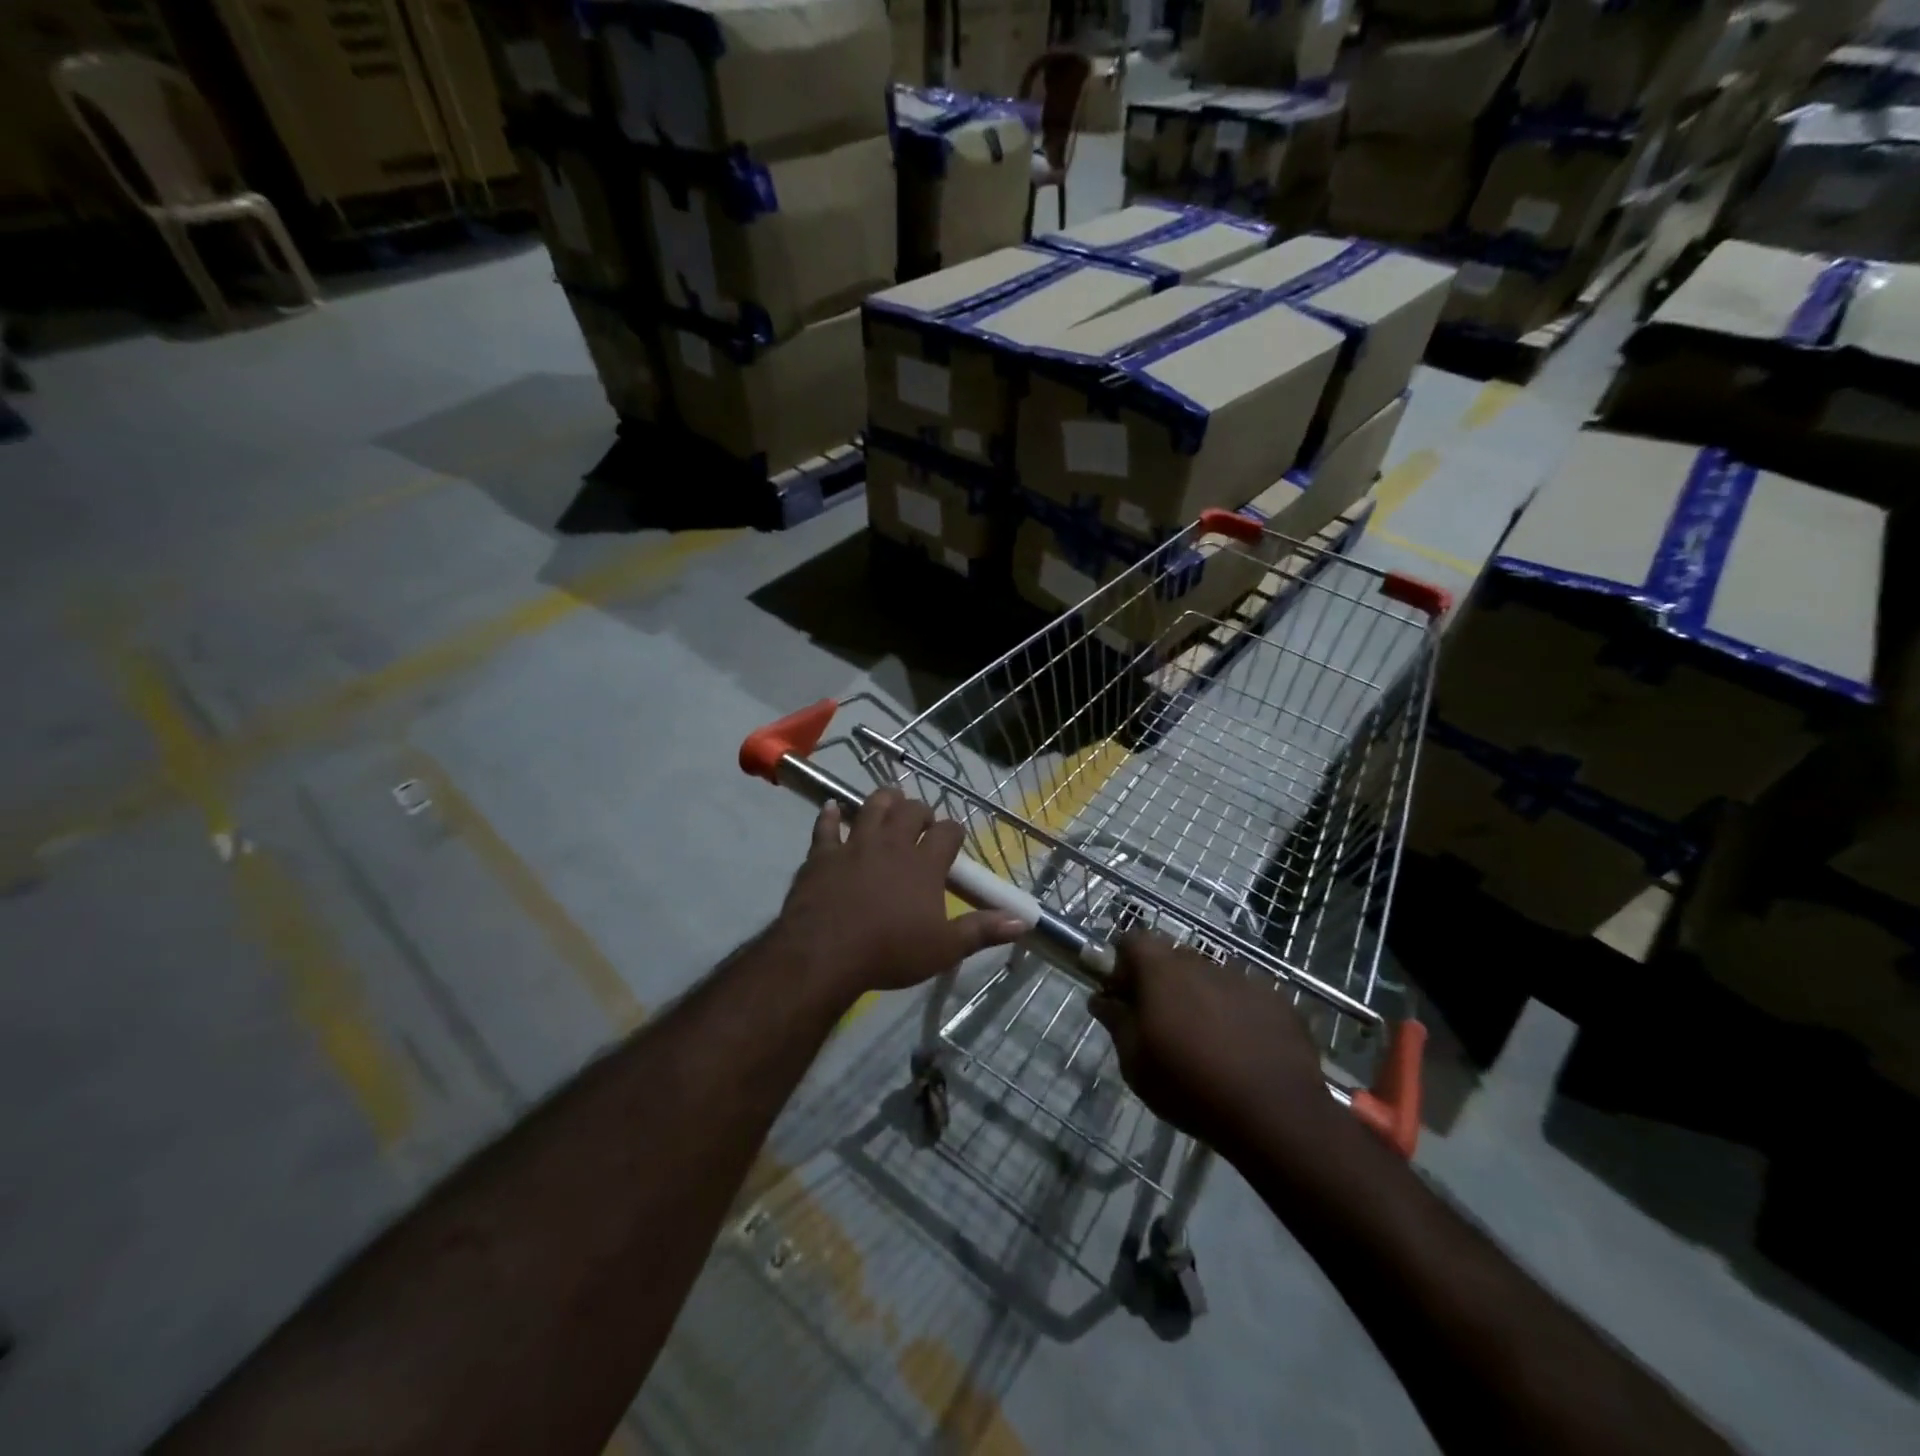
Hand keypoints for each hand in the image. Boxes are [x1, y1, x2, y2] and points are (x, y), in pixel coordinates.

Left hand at [776, 789, 1026, 1002]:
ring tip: (889, 801)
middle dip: (920, 811)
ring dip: (883, 800)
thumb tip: (1022, 921)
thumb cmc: (890, 952)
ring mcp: (854, 845)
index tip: (954, 839)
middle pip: (910, 811)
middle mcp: (892, 844)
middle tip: (922, 822)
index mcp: (924, 863)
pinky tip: (831, 807)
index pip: (948, 832)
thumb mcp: (944, 948)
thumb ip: (982, 931)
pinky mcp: (822, 854)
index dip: (954, 831)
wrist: (826, 954)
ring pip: (872, 807)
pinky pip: (825, 826)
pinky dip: (830, 815)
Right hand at [1090, 933, 1332, 1156]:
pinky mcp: (1277, 1000)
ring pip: (1209, 977)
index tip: (1122, 996)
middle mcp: (1201, 962)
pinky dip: (1236, 1013)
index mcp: (1161, 970)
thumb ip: (1116, 1022)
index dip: (1122, 963)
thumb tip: (1101, 999)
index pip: (1132, 940)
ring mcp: (1244, 978)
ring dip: (1199, 997)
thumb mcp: (1135, 1063)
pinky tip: (1242, 1050)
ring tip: (1205, 1040)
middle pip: (1171, 957)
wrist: (1275, 1113)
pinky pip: (1244, 996)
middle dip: (1160, 982)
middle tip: (1159, 1022)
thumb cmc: (1189, 1085)